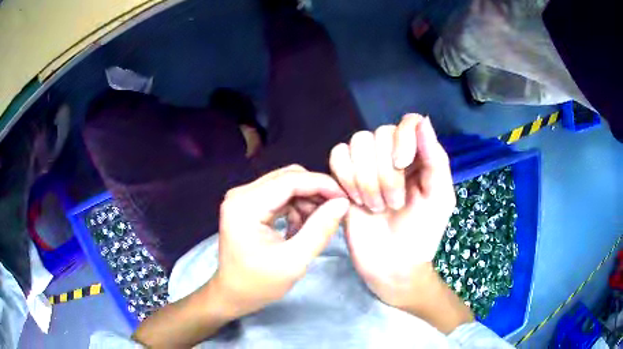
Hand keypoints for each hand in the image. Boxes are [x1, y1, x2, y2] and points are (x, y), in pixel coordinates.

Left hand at [212, 165, 349, 317]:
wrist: (233, 294)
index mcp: (245, 205)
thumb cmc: (259, 283)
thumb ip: (320, 229)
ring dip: (306, 202)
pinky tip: (300, 229)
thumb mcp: (294, 260)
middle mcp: (241, 193)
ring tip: (316, 227)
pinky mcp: (247, 204)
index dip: (322, 185)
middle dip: (315, 193)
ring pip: (285, 186)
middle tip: (335, 212)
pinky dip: (295, 208)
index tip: (346, 198)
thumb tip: (342, 203)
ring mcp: (242, 197)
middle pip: (288, 178)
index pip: (290, 180)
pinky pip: (279, 196)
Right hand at [329, 114, 455, 310]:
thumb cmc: (422, 233)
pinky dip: (345, 177)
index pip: (408, 122)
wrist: (392, 266)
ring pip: (357, 142)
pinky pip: (337, 156)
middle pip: (380, 133)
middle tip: (393, 204)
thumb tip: (423, 120)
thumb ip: (436, 159)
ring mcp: (365, 166)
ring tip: (375, 206)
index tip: (403, 164)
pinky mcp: (342, 179)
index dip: (403, 137)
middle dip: (386, 173)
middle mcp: (391, 155)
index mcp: (418, 156)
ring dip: (366, 178)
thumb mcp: (440, 198)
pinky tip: (354, 200)